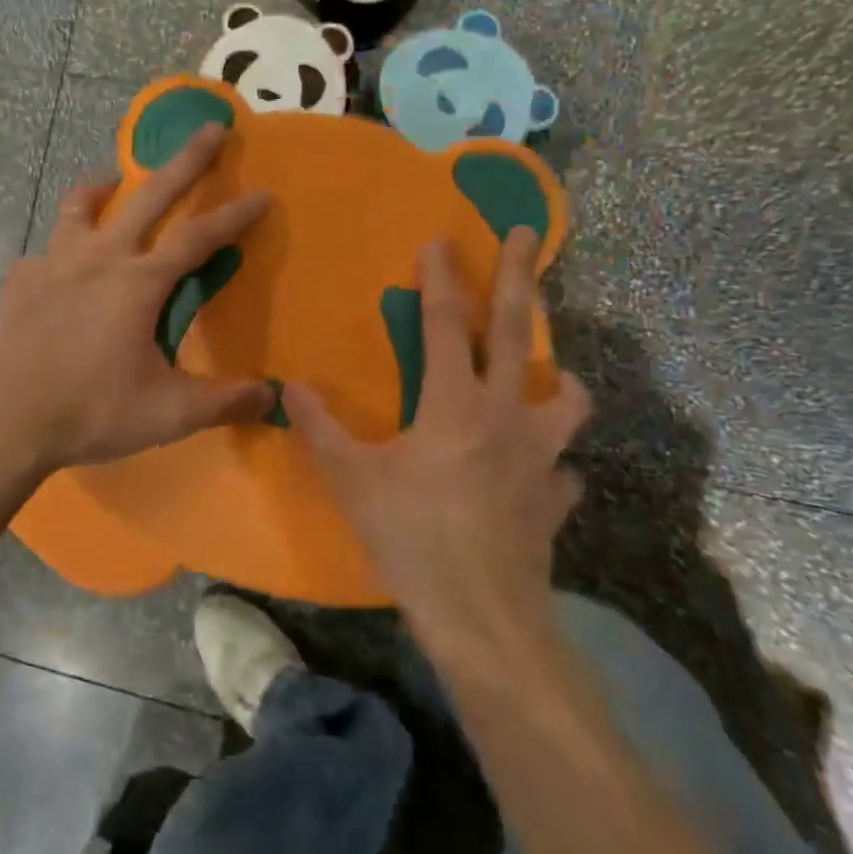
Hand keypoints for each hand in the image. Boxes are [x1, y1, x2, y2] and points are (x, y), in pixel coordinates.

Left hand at [0, 123, 275, 475]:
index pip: (199, 237)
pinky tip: (60, 270)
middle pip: (149, 195)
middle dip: (186, 159)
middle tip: (210, 129)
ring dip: (101, 189)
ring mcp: (54, 263)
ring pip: (79, 206)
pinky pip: (43, 253)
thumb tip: (275, 396)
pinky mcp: (20, 279)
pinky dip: (59, 252)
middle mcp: (99, 257)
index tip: (263, 194)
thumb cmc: (93, 412)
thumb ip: (224, 401)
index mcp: (138, 282)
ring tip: (111, 185)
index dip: (235, 215)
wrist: (9, 422)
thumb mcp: (168, 413)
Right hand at [286, 230, 590, 656]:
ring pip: (567, 397)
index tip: (439, 239)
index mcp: (454, 404)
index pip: (446, 323)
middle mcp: (505, 416)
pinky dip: (553, 462)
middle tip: (522, 234)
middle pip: (514, 332)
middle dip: (516, 276)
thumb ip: (319, 427)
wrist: (482, 619)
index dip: (440, 277)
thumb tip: (285, 386)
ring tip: (547, 374)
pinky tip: (538, 474)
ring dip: (560, 377)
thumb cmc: (411, 538)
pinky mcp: (556, 498)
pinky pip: (564, 469)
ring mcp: (541, 457)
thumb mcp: (351, 479)